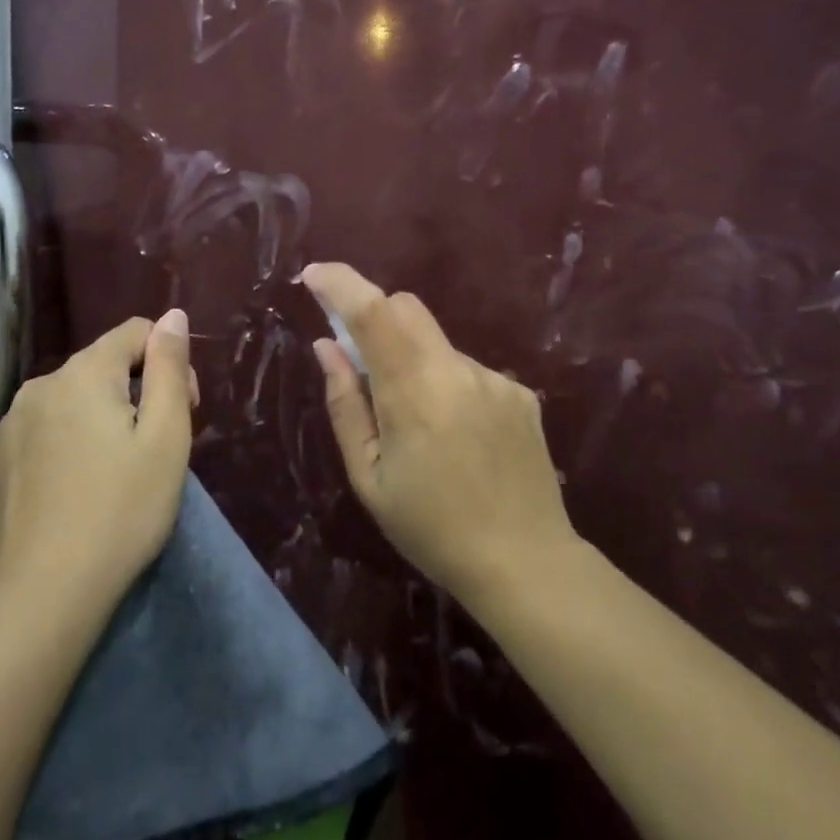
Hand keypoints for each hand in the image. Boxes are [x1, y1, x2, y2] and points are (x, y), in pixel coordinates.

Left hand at [0, 310, 196, 617]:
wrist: (43, 595)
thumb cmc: (121, 510)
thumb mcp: (166, 436)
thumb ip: (169, 367)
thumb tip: (173, 316)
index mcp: (83, 373)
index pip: (135, 332)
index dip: (169, 363)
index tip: (183, 412)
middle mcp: (39, 387)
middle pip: (103, 366)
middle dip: (137, 392)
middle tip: (156, 449)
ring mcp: (10, 426)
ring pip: (72, 401)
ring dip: (102, 419)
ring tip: (117, 473)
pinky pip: (45, 432)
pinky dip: (69, 445)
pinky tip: (78, 491)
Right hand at [300, 264, 579, 607]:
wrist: (526, 563)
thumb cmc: (432, 529)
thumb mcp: (369, 478)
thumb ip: (345, 405)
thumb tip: (326, 347)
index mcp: (414, 394)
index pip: (374, 313)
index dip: (341, 284)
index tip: (313, 276)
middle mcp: (458, 371)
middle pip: (407, 309)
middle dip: (375, 319)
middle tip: (362, 365)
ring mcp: (495, 380)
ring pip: (436, 344)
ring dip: (414, 363)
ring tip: (422, 429)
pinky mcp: (520, 393)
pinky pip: (467, 370)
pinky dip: (447, 385)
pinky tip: (458, 437)